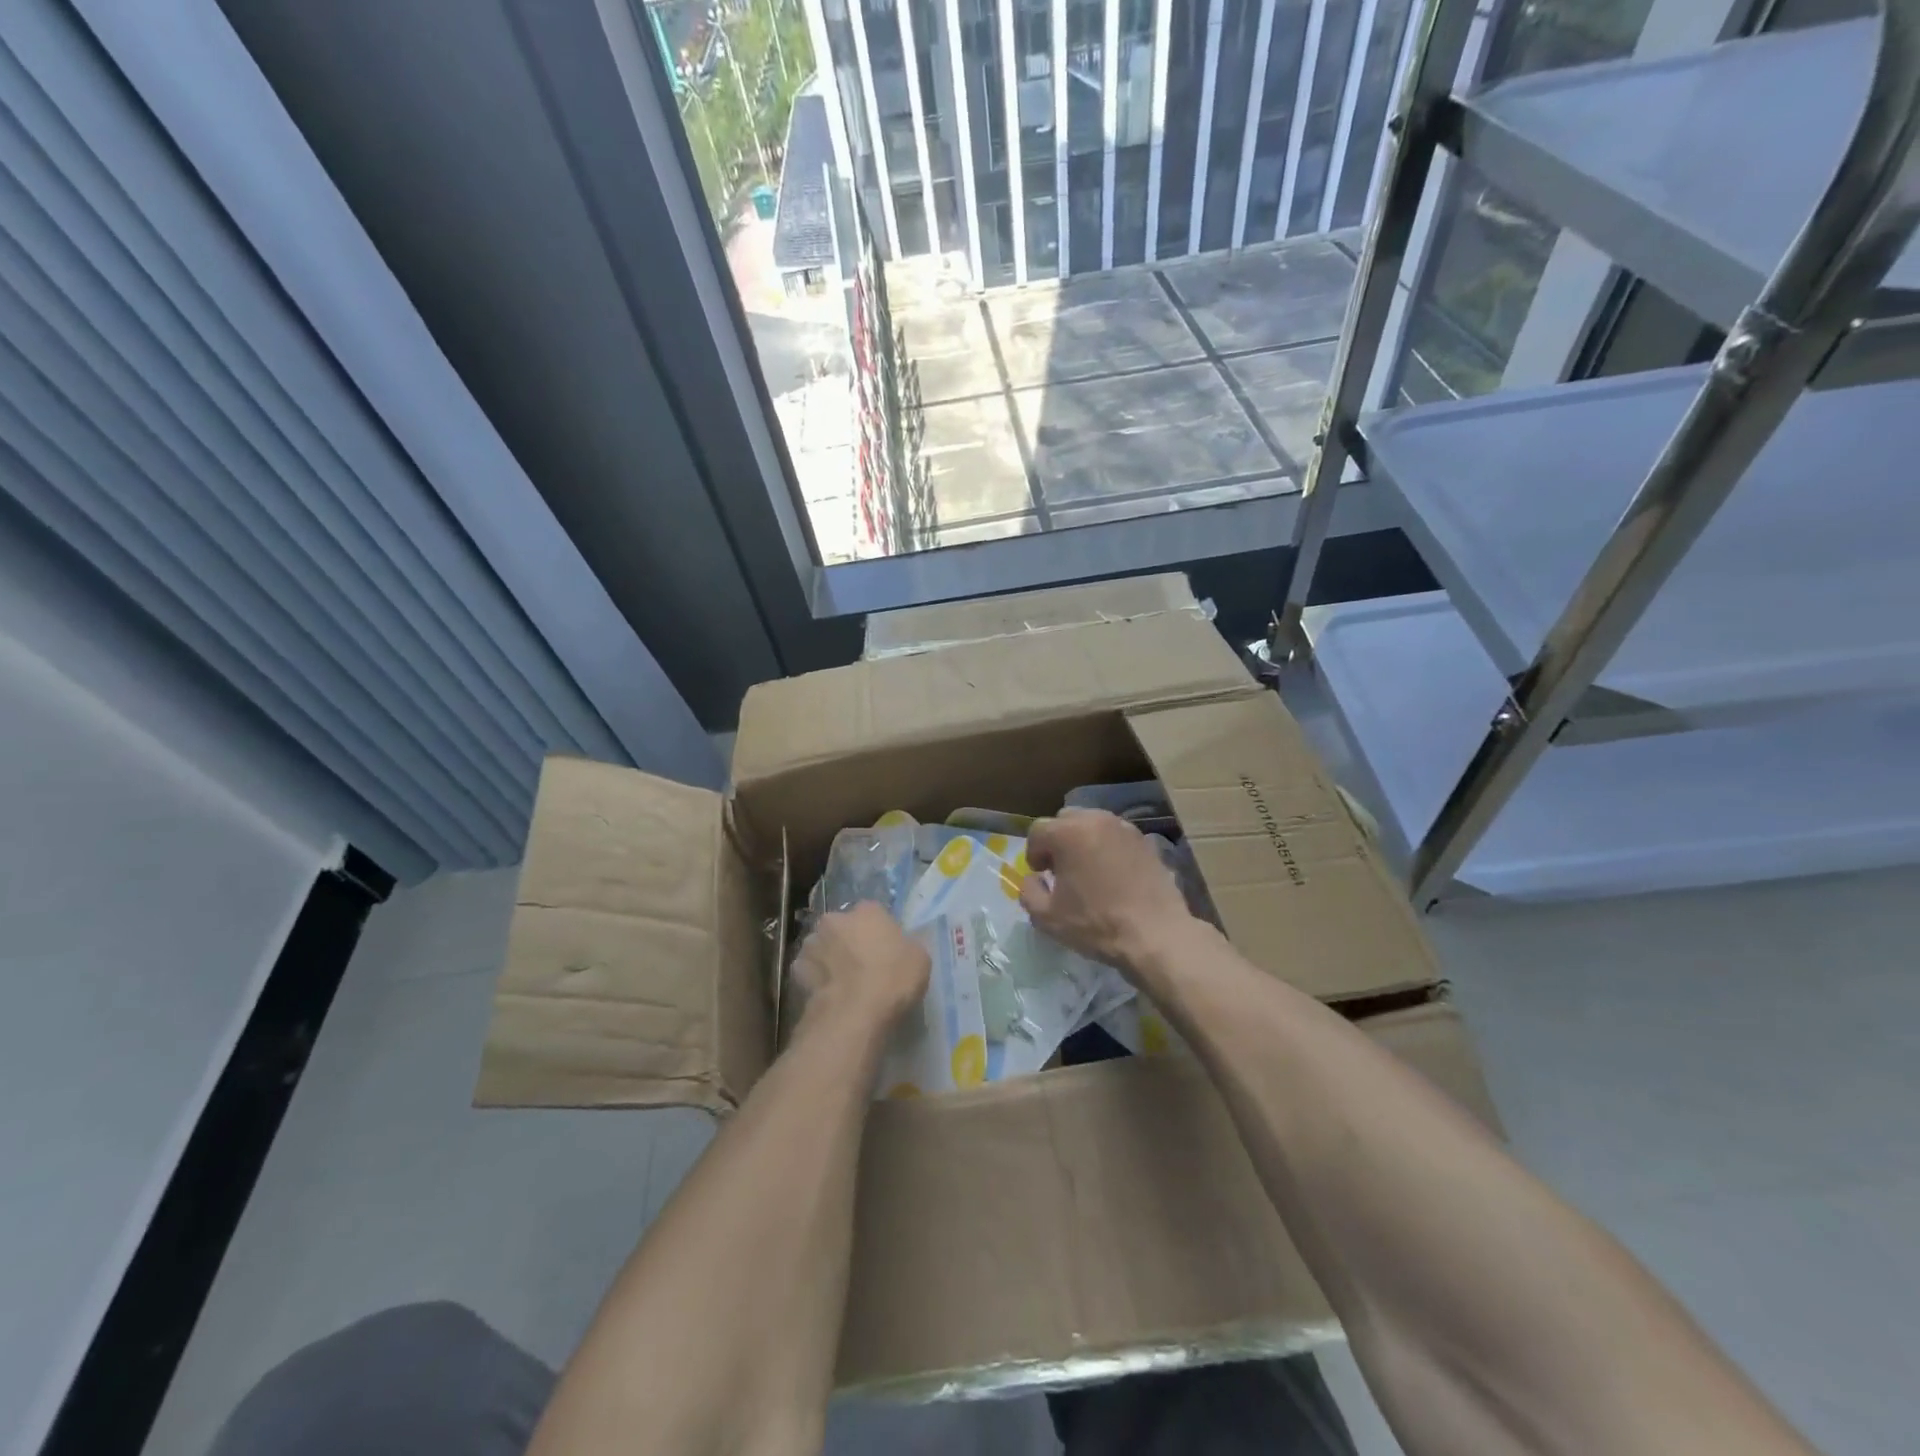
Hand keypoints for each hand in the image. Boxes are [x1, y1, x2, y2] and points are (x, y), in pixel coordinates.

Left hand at [791, 902, 928, 1034]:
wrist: (853, 1014)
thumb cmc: (893, 980)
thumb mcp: (920, 959)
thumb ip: (908, 944)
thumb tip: (901, 944)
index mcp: (867, 910)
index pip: (873, 913)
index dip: (878, 932)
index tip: (884, 950)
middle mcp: (835, 919)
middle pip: (843, 926)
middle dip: (848, 940)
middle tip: (861, 966)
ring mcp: (812, 943)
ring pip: (822, 946)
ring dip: (829, 957)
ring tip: (841, 983)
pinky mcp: (796, 969)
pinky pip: (808, 970)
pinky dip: (815, 978)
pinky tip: (827, 994)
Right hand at [1019, 810, 1196, 974]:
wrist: (1156, 935)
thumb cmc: (1096, 924)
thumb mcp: (1047, 917)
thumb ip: (1028, 892)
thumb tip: (1033, 879)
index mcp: (1068, 833)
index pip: (1038, 831)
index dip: (1034, 853)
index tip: (1042, 875)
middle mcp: (1096, 820)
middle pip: (1066, 820)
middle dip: (1058, 841)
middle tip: (1062, 869)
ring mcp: (1124, 828)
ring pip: (1093, 824)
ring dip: (1083, 841)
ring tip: (1088, 871)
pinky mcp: (1145, 841)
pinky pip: (1116, 836)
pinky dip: (1108, 847)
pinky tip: (1113, 875)